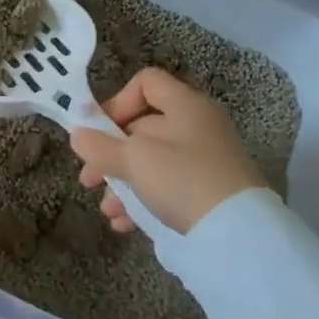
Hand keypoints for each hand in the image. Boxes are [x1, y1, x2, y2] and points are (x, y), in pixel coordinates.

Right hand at [68, 67, 266, 234]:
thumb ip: (100, 146)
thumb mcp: (134, 160)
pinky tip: (125, 223)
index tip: (99, 131)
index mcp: (185, 105)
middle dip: (110, 154)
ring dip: (122, 183)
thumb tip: (78, 136)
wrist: (240, 236)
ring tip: (108, 210)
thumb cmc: (182, 180)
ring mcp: (206, 160)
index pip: (146, 83)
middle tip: (89, 179)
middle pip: (143, 128)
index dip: (118, 102)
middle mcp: (197, 126)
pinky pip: (168, 186)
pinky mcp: (210, 191)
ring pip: (152, 162)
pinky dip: (144, 199)